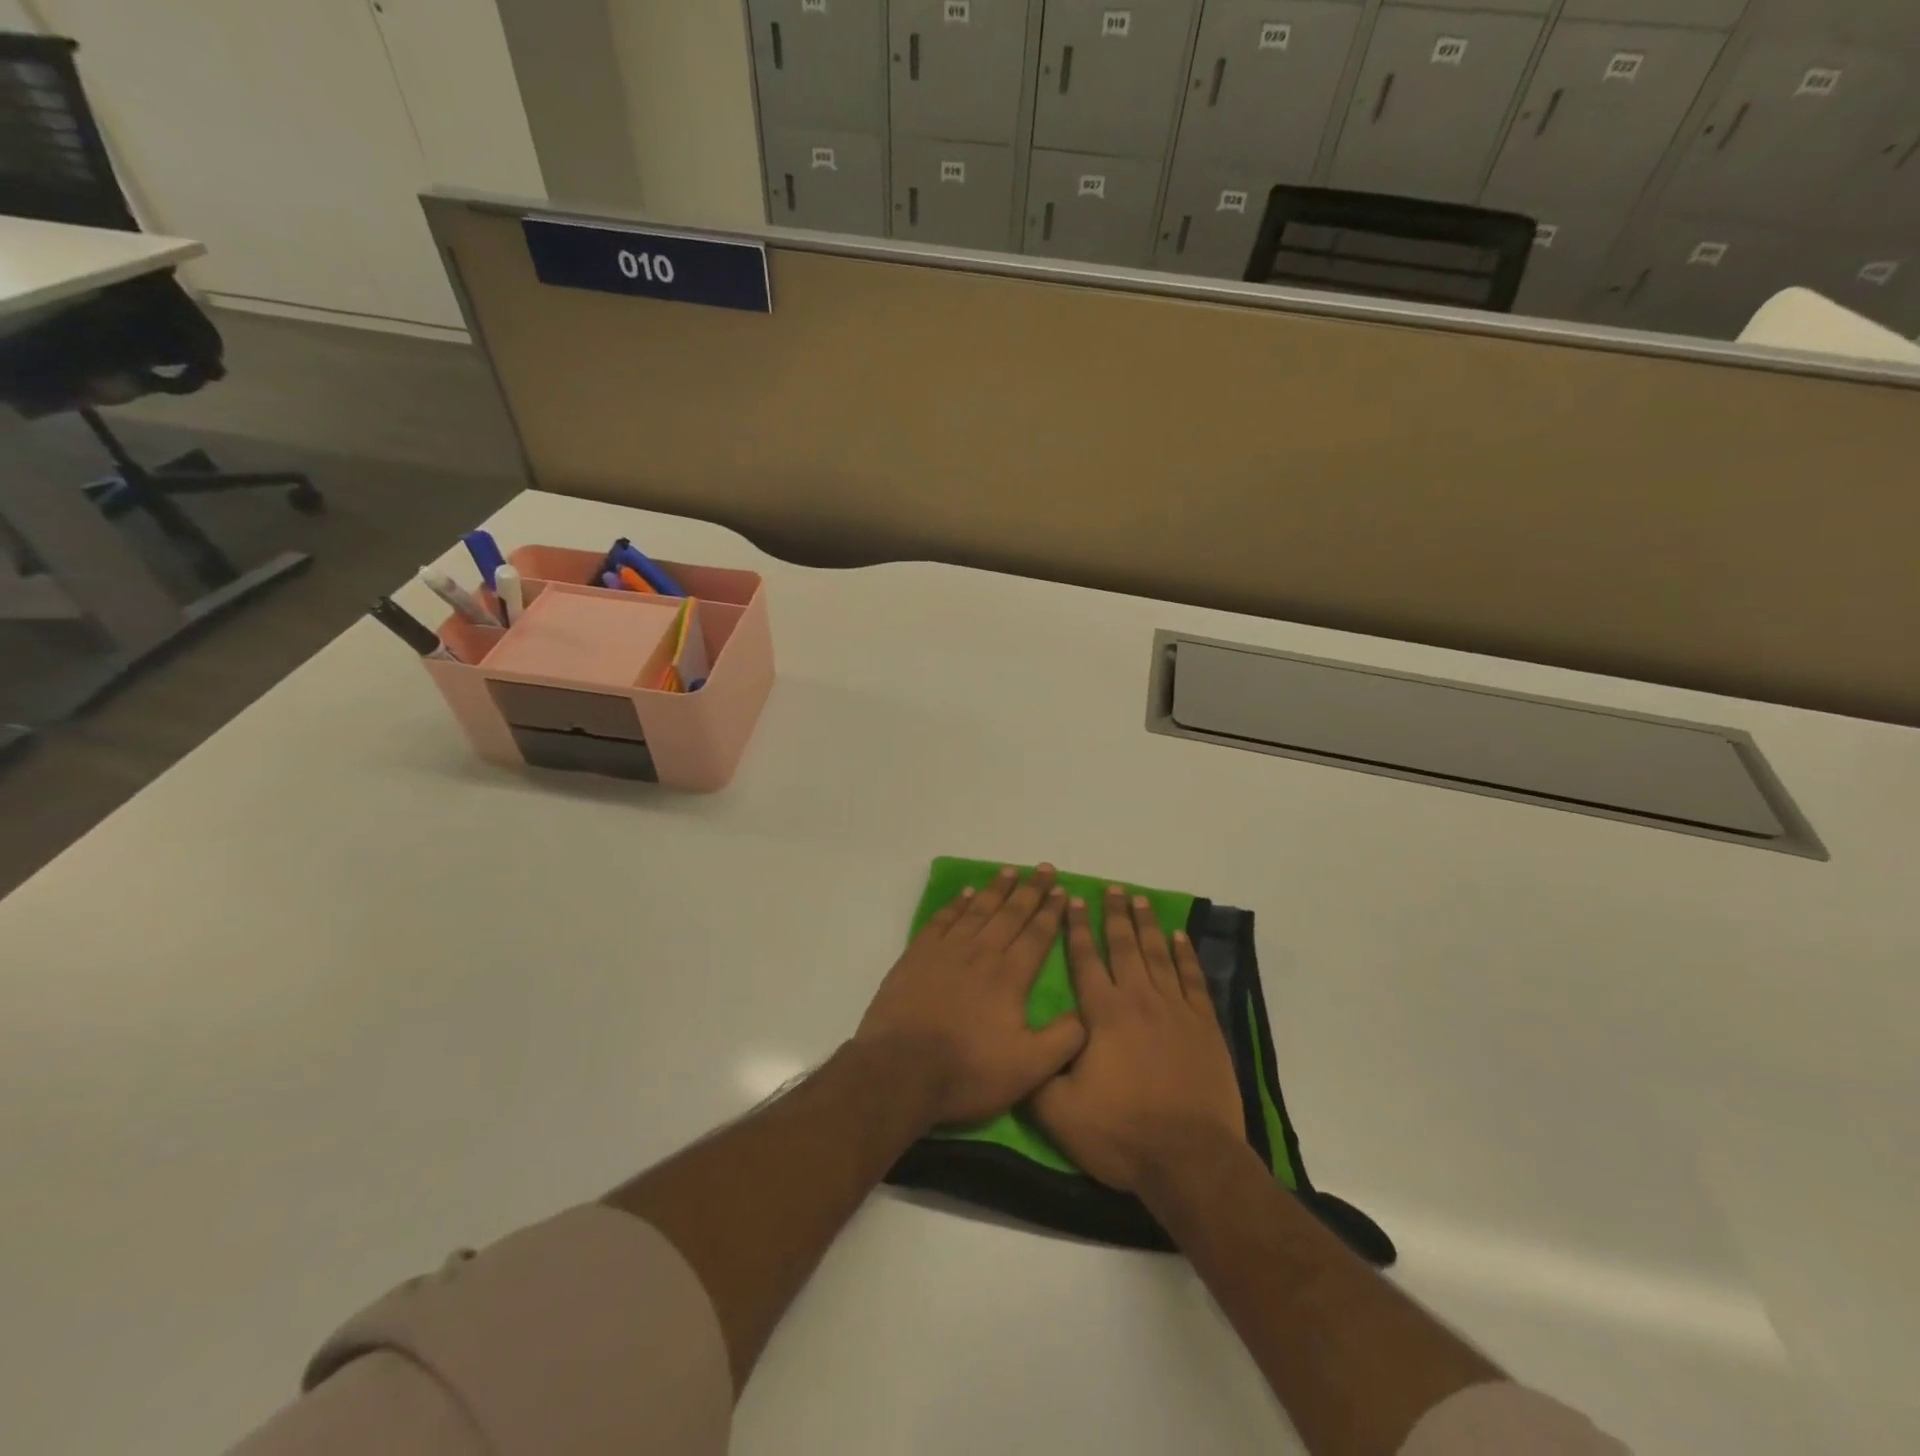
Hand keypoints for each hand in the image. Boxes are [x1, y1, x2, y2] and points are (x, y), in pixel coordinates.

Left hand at [856, 865, 1086, 1129]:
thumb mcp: (1028, 1069)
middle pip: (1011, 914)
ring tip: (1010, 871)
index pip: (1037, 935)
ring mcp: (947, 950)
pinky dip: (956, 904)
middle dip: (1031, 890)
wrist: (901, 1070)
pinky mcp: (917, 955)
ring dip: (996, 889)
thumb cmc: (967, 1071)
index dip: (1052, 912)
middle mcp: (981, 953)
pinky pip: (942, 920)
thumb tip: (1087, 1014)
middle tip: (1045, 868)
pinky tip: (965, 893)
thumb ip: (1063, 1039)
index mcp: (1010, 976)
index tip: (1062, 891)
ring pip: (978, 910)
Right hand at [1033, 887, 1246, 1194]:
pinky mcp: (1204, 1027)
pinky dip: (1186, 955)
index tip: (1073, 901)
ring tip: (1140, 900)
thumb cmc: (1121, 1133)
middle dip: (1114, 915)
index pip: (1085, 960)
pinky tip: (1180, 937)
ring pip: (1158, 955)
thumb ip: (1036, 1072)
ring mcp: (1176, 1011)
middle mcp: (1139, 1000)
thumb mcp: (1059, 1112)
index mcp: (1103, 1014)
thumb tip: (1020, 1043)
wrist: (1190, 1160)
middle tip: (1112, 889)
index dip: (1076, 929)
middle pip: (1124, 946)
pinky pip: (1193, 979)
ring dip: (1147, 925)